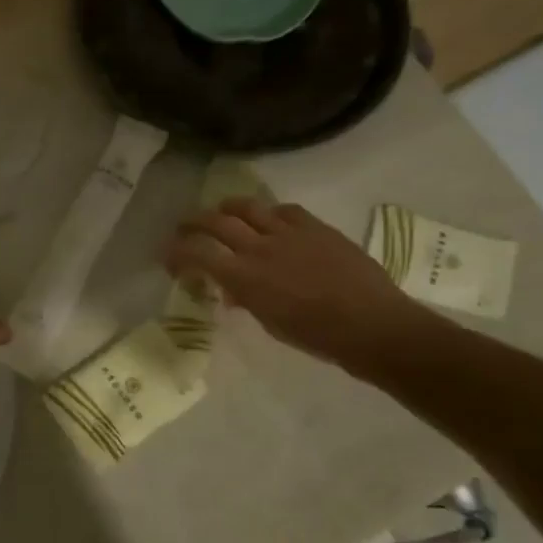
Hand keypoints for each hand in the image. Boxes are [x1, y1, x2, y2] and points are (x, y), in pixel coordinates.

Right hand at [166, 198, 439, 371]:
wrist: (373, 325)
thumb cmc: (316, 336)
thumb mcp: (270, 323)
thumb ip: (247, 299)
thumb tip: (233, 290)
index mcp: (244, 277)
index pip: (197, 253)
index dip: (177, 252)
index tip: (169, 259)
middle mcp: (260, 247)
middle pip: (215, 221)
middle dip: (193, 222)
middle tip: (185, 228)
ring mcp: (289, 233)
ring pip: (248, 206)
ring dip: (228, 208)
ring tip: (222, 213)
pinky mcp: (316, 227)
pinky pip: (284, 209)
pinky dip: (269, 213)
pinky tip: (270, 221)